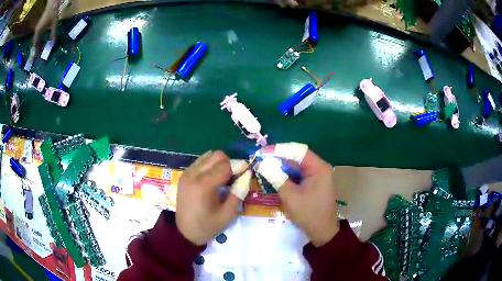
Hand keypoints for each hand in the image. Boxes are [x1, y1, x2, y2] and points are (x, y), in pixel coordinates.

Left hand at [175, 151, 240, 245]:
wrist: (184, 232)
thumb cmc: (208, 226)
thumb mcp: (228, 214)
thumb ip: (239, 193)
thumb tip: (247, 175)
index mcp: (204, 185)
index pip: (226, 165)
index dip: (239, 167)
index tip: (246, 173)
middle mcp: (194, 174)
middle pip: (217, 155)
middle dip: (229, 163)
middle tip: (235, 178)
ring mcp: (187, 173)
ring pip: (208, 156)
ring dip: (219, 163)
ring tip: (223, 179)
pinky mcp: (184, 175)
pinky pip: (201, 161)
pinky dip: (210, 165)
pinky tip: (213, 179)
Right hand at [258, 147, 338, 246]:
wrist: (323, 232)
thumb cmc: (308, 213)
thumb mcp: (290, 196)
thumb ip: (276, 177)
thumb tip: (262, 163)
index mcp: (318, 167)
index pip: (297, 151)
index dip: (279, 149)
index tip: (262, 152)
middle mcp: (320, 168)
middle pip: (297, 157)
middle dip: (278, 159)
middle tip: (260, 160)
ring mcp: (318, 176)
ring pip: (297, 166)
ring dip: (281, 167)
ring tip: (264, 168)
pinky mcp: (314, 184)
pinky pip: (299, 175)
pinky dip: (287, 176)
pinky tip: (275, 177)